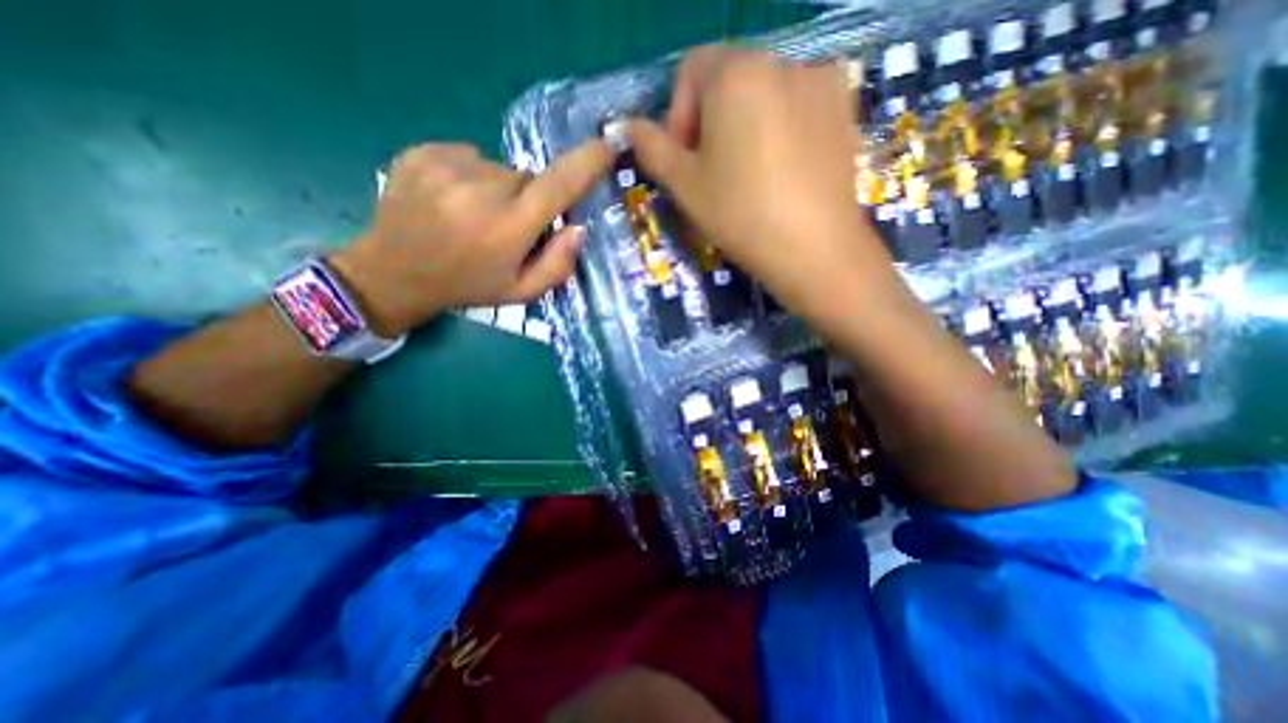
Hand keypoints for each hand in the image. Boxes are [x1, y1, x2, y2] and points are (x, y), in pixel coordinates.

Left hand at [331, 142, 611, 338]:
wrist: (393, 272)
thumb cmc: (468, 287)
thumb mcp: (521, 292)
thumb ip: (557, 265)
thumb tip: (578, 228)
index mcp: (509, 227)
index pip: (558, 185)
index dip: (586, 163)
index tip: (606, 147)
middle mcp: (482, 189)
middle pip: (528, 179)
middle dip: (529, 200)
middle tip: (507, 228)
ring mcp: (448, 166)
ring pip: (499, 169)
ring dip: (498, 190)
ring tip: (474, 217)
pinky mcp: (423, 151)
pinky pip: (470, 157)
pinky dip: (471, 176)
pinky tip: (453, 201)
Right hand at [628, 48, 904, 317]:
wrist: (814, 248)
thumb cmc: (740, 214)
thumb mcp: (684, 185)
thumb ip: (653, 149)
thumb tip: (631, 127)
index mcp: (735, 73)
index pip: (691, 70)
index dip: (679, 116)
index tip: (686, 161)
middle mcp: (782, 61)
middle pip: (729, 81)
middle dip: (711, 123)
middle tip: (714, 174)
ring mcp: (820, 83)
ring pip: (763, 96)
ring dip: (745, 127)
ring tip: (750, 177)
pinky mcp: (844, 110)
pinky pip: (797, 108)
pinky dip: (780, 132)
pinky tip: (783, 173)